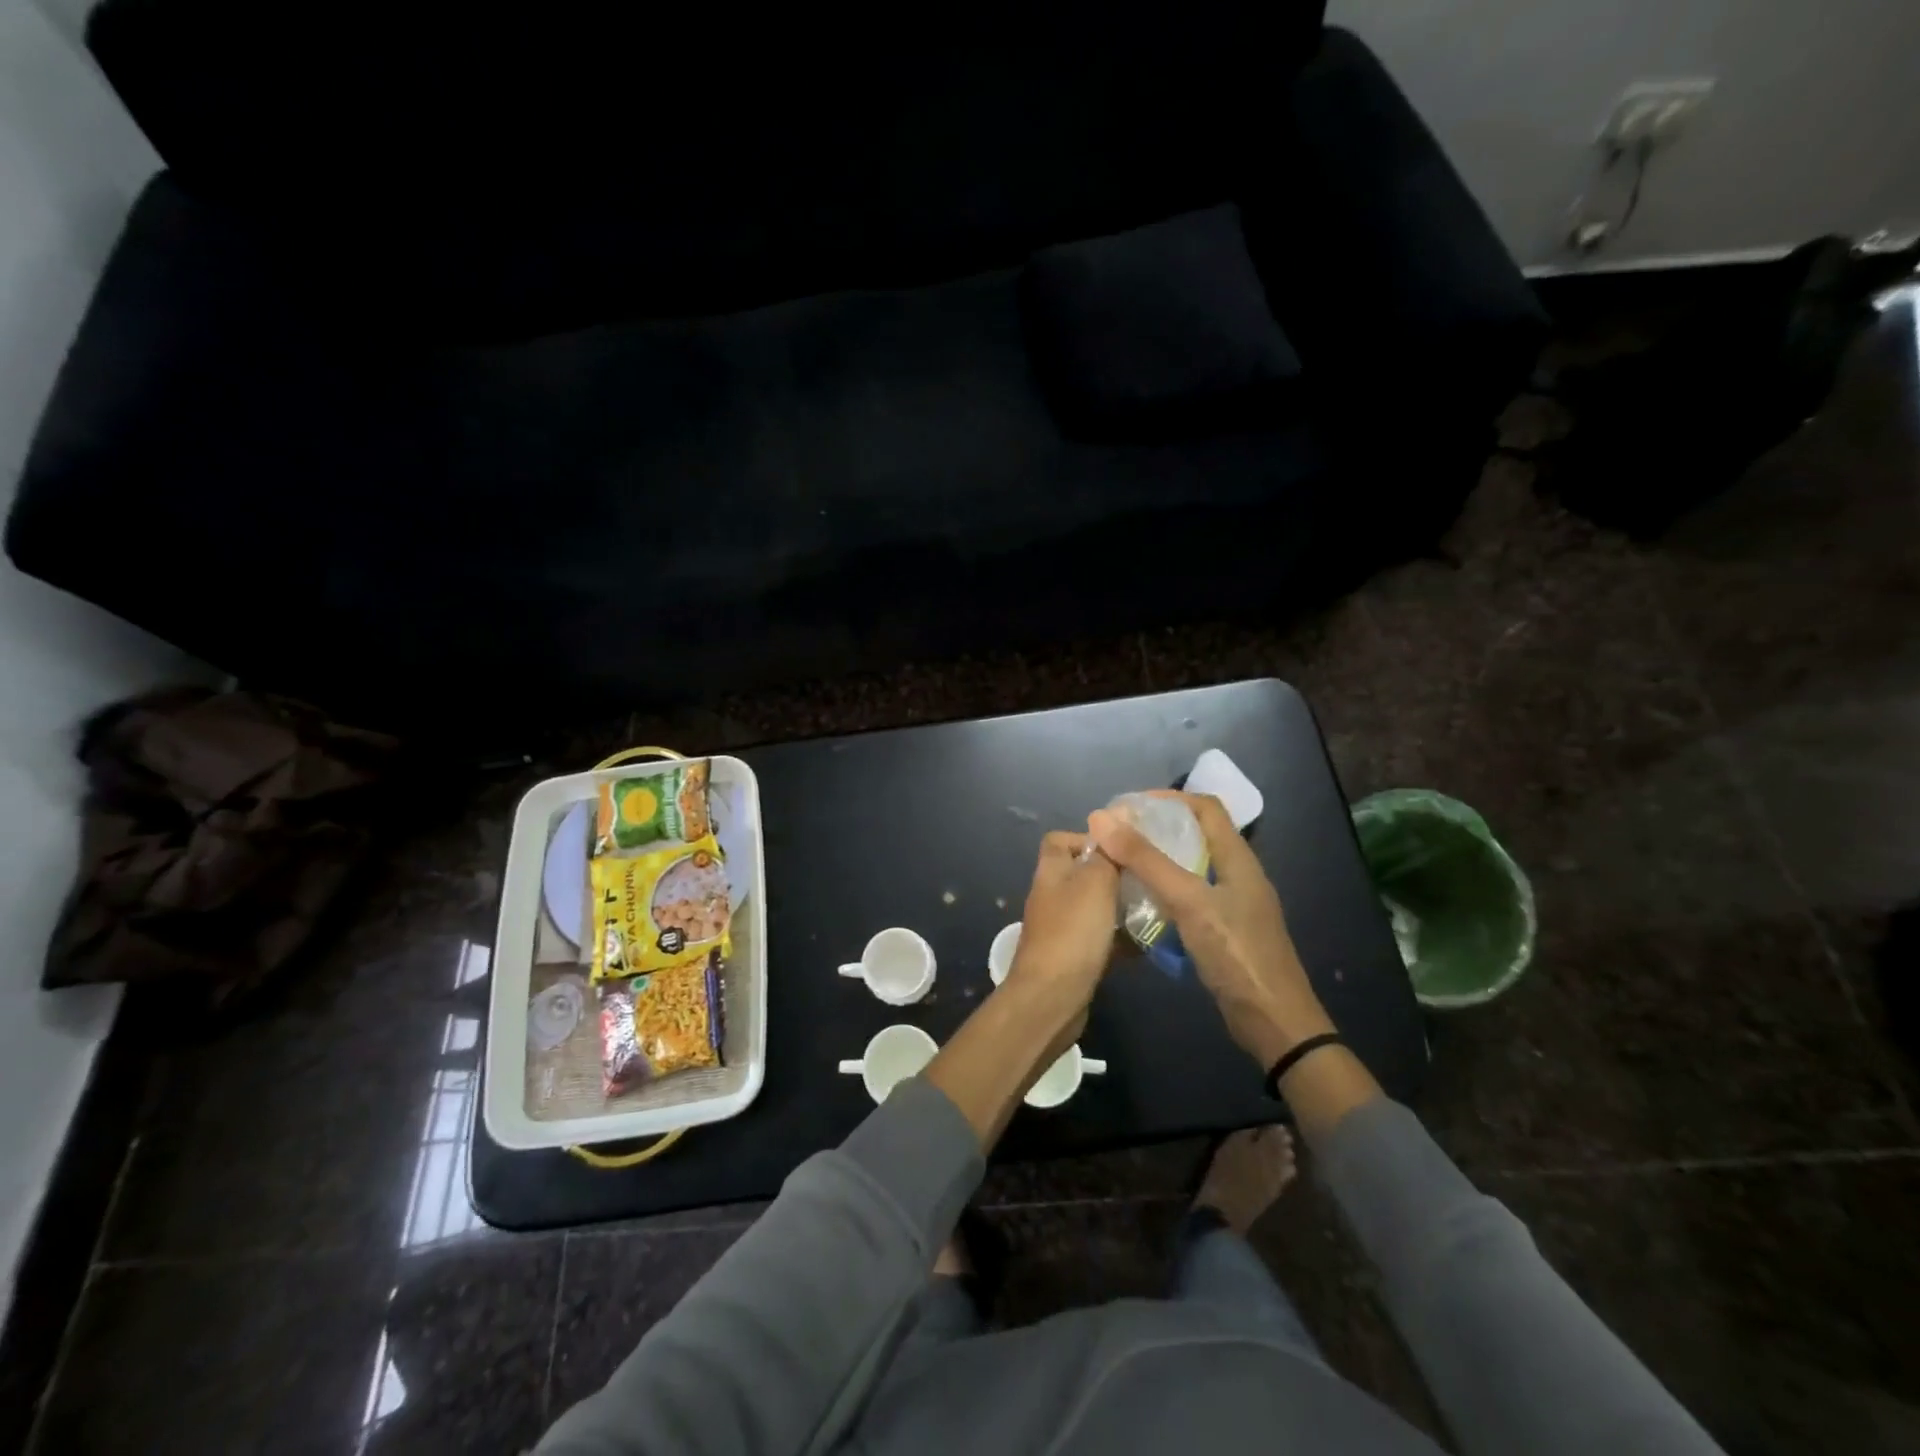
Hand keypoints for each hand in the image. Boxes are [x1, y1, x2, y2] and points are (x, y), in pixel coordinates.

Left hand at [924, 832, 1119, 1150]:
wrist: (1051, 997)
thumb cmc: (1073, 931)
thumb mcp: (1096, 882)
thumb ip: (1107, 852)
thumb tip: (1118, 813)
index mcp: (1051, 871)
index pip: (1060, 840)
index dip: (1088, 838)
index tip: (1121, 849)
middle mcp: (1051, 896)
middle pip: (1082, 874)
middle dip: (1114, 875)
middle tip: (1147, 880)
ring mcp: (1059, 928)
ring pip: (1094, 908)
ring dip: (1120, 908)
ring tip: (1153, 909)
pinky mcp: (1071, 957)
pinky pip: (1098, 939)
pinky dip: (1119, 939)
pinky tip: (1146, 944)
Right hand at [1088, 792, 1333, 1067]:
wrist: (1273, 1022)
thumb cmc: (1235, 953)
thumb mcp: (1188, 901)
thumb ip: (1146, 860)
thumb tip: (1102, 818)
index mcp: (1238, 858)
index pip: (1204, 807)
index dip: (1168, 798)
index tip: (1128, 807)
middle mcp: (1236, 874)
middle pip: (1195, 835)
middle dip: (1155, 829)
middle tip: (1116, 836)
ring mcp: (1231, 904)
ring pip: (1189, 867)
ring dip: (1156, 861)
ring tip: (1120, 864)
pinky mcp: (1223, 930)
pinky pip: (1188, 897)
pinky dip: (1162, 891)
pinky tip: (1138, 902)